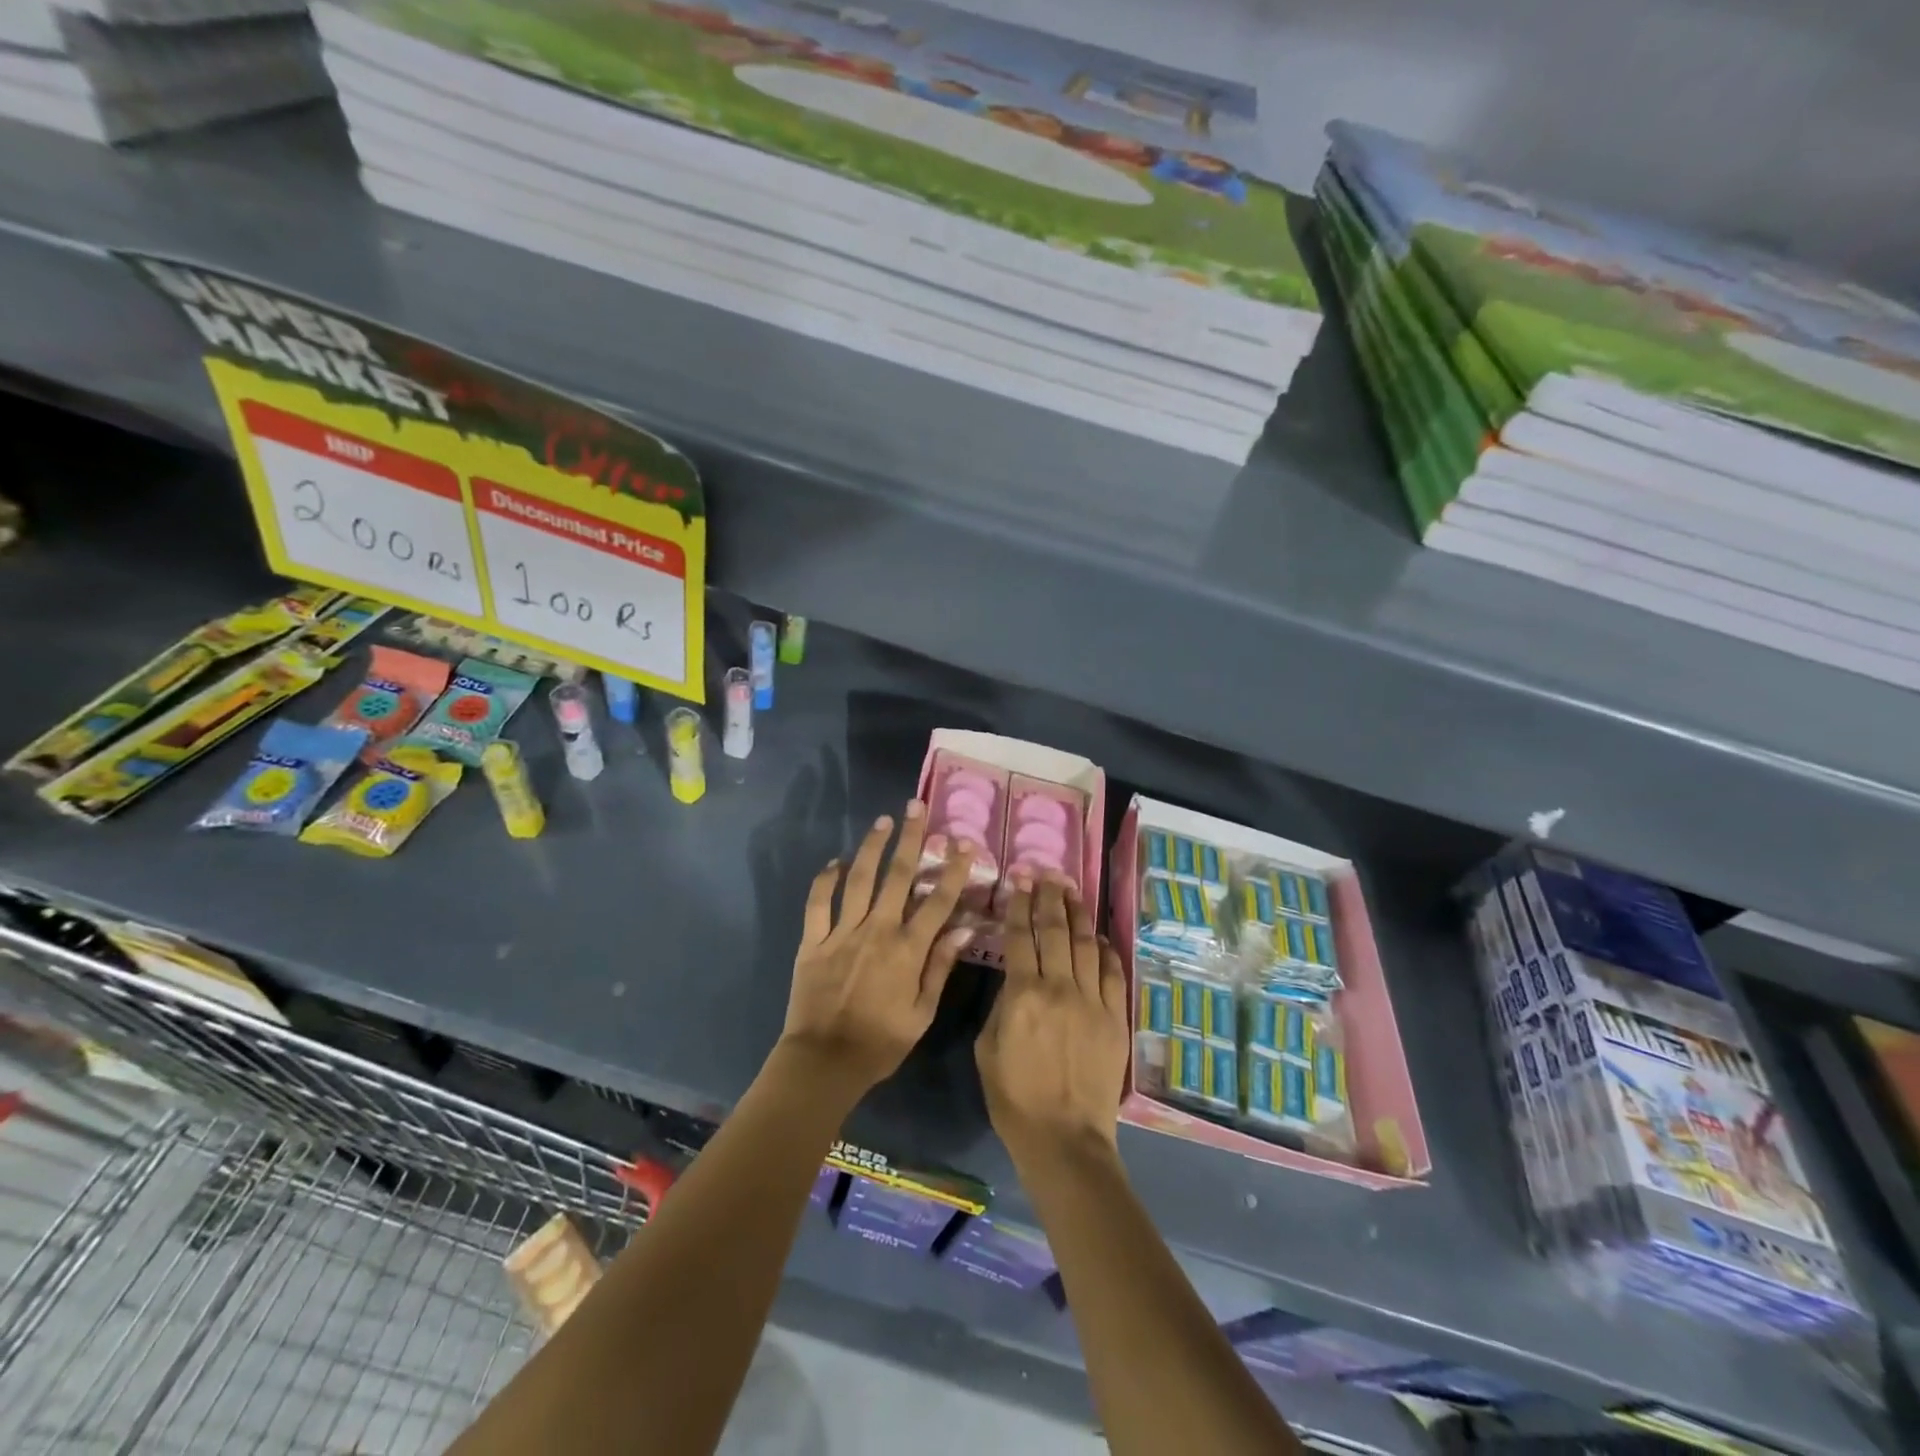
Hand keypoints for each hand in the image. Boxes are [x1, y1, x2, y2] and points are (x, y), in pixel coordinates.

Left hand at [782, 801, 977, 1094]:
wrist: (824, 1061)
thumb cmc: (880, 1043)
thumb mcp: (922, 1013)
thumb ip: (941, 967)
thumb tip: (965, 928)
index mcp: (907, 949)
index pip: (938, 900)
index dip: (952, 869)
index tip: (963, 842)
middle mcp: (877, 930)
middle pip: (897, 876)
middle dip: (910, 839)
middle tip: (916, 808)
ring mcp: (842, 932)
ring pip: (858, 879)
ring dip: (871, 847)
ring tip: (882, 821)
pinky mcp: (813, 941)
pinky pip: (818, 903)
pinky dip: (825, 880)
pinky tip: (834, 862)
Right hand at [976, 876, 1129, 1165]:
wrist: (1064, 1139)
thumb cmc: (1014, 1098)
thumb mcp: (987, 1048)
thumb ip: (1001, 1005)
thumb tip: (1015, 978)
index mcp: (1023, 994)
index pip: (1022, 936)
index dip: (1020, 904)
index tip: (1020, 880)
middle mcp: (1060, 988)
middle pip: (1057, 931)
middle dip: (1051, 898)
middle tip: (1049, 874)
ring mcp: (1093, 1001)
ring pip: (1087, 945)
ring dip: (1079, 915)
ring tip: (1072, 891)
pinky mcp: (1116, 1019)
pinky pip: (1114, 974)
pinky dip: (1107, 950)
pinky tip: (1100, 936)